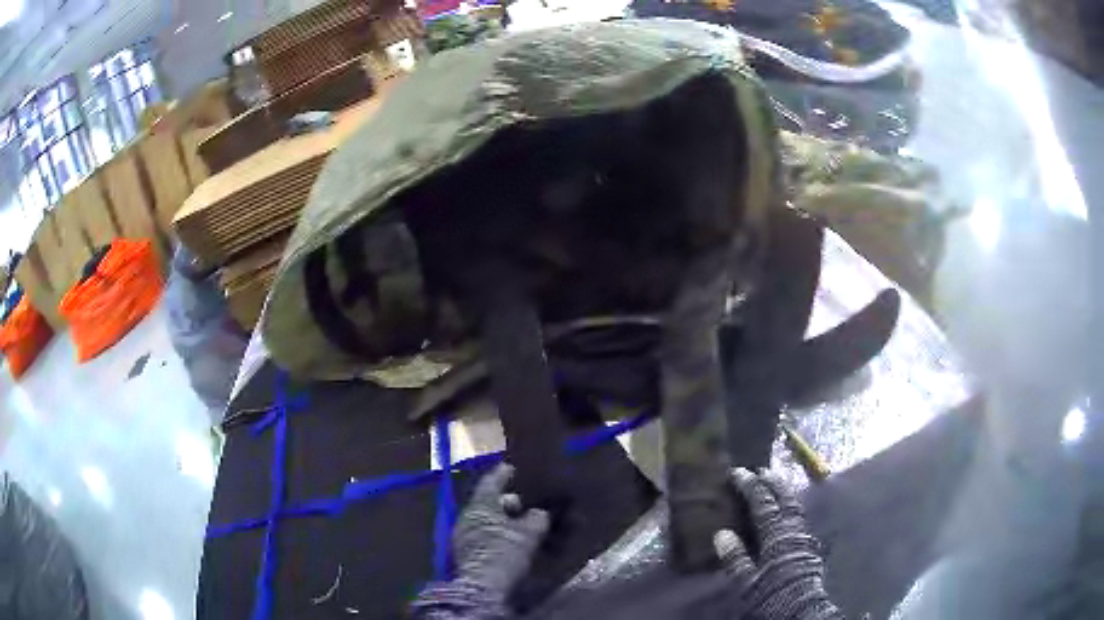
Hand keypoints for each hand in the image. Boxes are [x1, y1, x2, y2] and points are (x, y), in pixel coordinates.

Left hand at [453, 463, 550, 598]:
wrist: (481, 587)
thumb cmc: (504, 554)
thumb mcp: (528, 534)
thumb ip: (536, 519)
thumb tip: (539, 513)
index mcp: (480, 506)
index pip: (490, 483)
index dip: (502, 475)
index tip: (510, 468)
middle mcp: (467, 517)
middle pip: (487, 503)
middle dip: (505, 502)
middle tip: (522, 503)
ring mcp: (462, 536)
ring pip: (484, 520)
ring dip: (501, 520)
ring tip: (519, 524)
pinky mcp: (464, 553)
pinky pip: (482, 535)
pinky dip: (495, 533)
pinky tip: (508, 541)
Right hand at [714, 468, 843, 619]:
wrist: (800, 607)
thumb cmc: (771, 593)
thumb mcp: (746, 580)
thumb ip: (735, 557)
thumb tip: (722, 533)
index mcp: (777, 534)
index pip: (763, 502)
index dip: (750, 485)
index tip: (737, 471)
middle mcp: (793, 529)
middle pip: (785, 497)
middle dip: (772, 481)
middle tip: (759, 470)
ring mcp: (804, 535)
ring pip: (795, 505)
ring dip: (784, 491)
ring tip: (774, 483)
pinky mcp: (809, 544)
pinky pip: (799, 516)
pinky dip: (790, 506)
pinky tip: (786, 511)